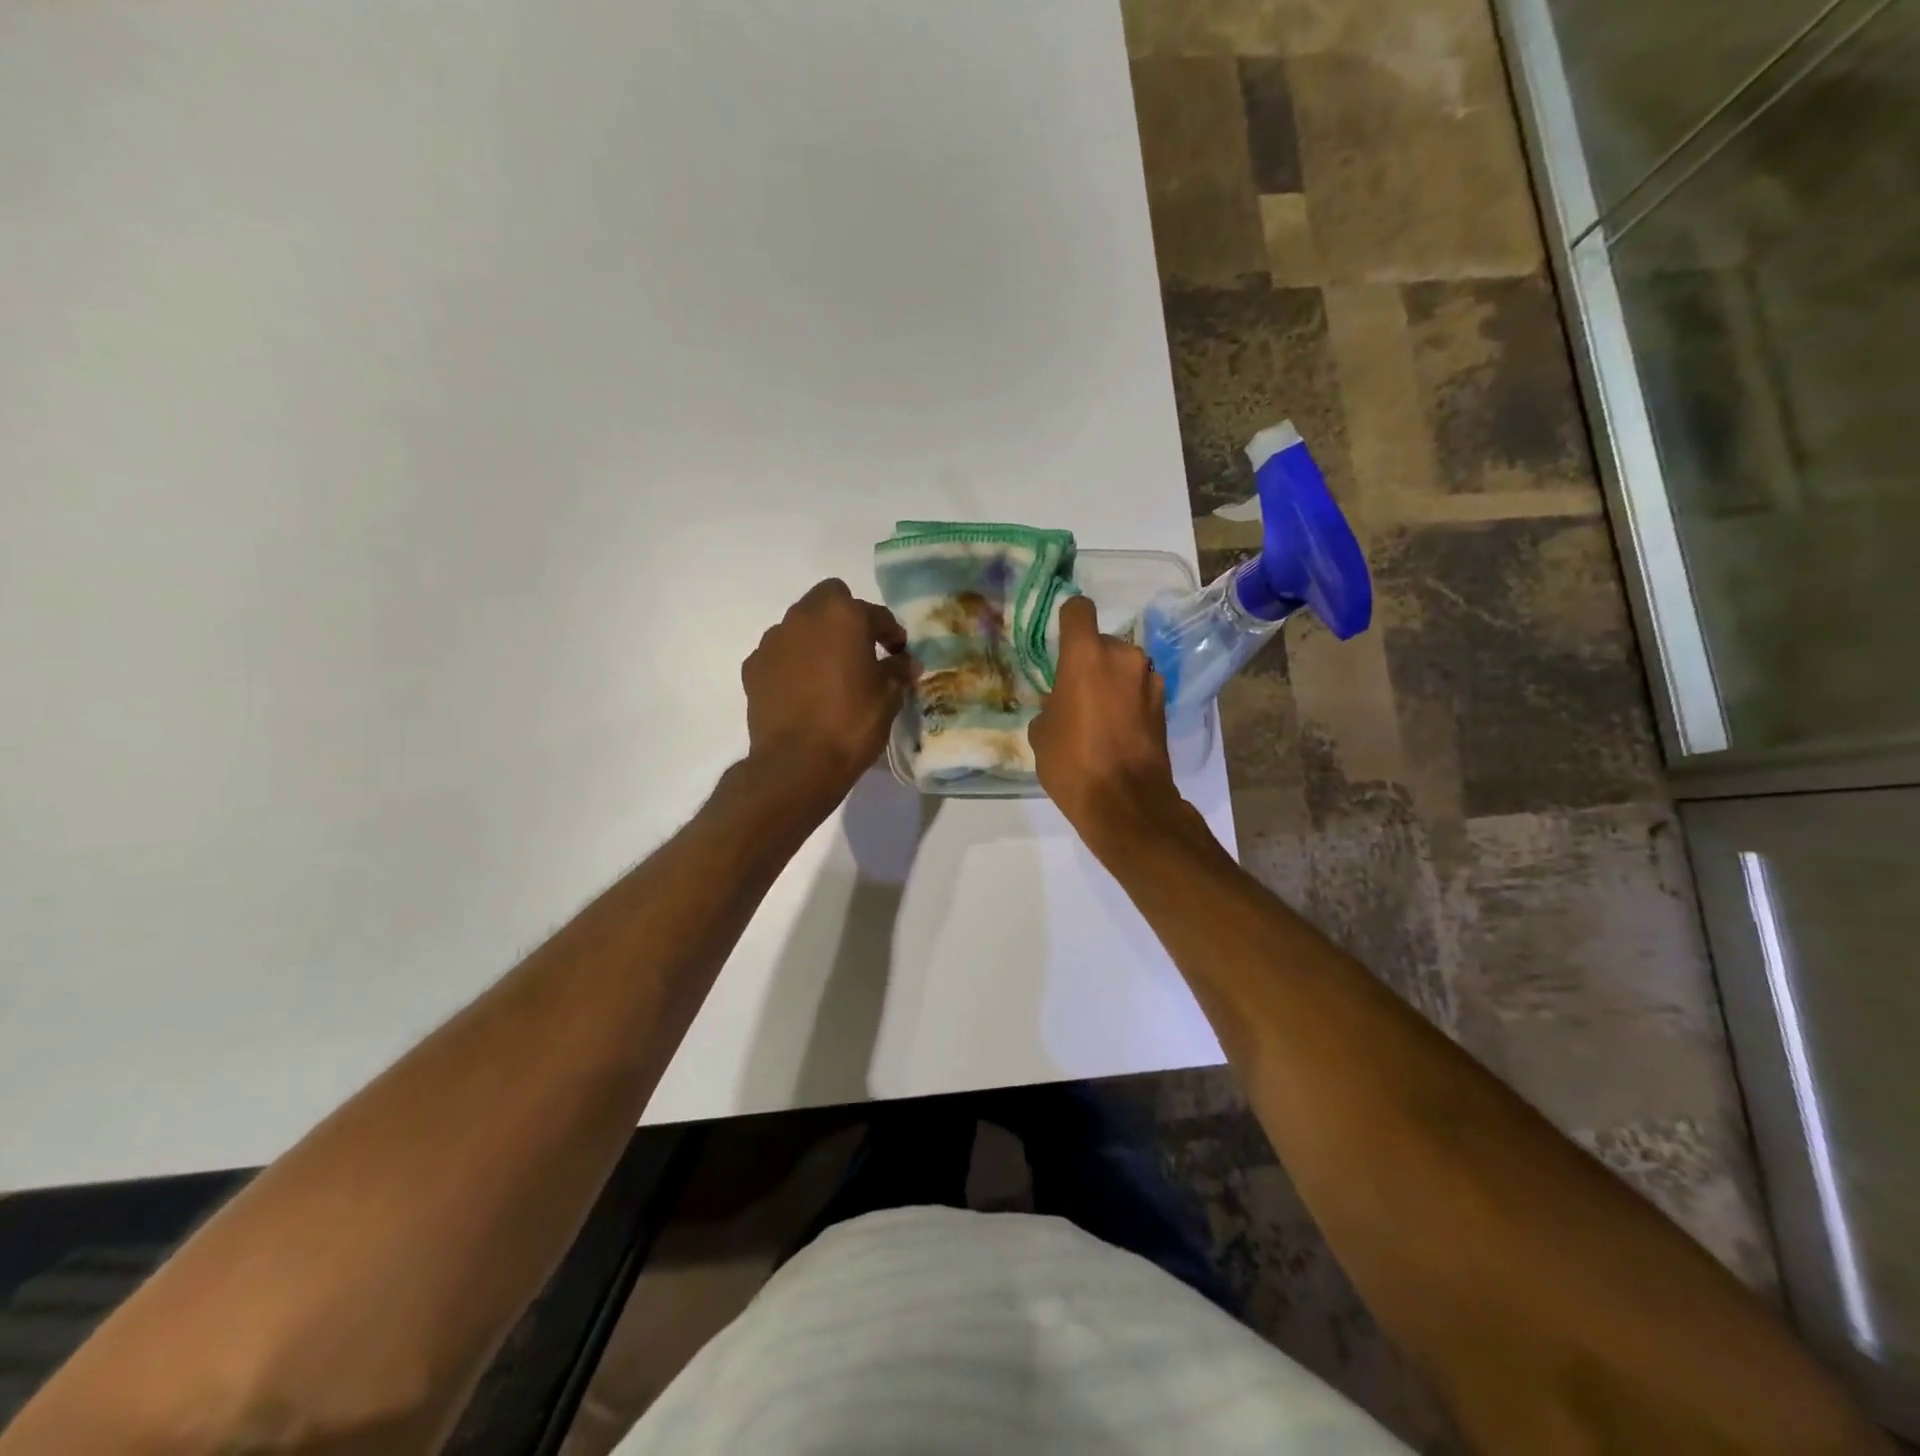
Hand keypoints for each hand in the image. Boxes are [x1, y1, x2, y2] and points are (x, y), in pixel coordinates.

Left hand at [742, 579, 911, 799]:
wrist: (797, 763)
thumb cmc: (851, 723)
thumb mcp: (888, 698)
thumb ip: (898, 671)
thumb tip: (906, 662)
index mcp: (843, 616)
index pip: (875, 613)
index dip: (891, 633)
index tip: (898, 653)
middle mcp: (804, 617)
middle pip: (829, 600)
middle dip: (847, 618)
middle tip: (861, 650)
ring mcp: (773, 641)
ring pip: (800, 625)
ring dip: (817, 639)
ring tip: (830, 672)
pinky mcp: (753, 667)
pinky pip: (780, 654)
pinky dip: (793, 663)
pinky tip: (803, 690)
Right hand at [1030, 595, 1183, 846]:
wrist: (1126, 802)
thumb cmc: (1073, 763)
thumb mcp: (1042, 734)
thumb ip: (1050, 706)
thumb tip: (1060, 704)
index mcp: (1086, 655)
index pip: (1078, 610)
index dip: (1068, 620)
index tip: (1060, 640)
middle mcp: (1124, 657)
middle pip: (1103, 643)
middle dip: (1090, 662)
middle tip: (1075, 694)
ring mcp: (1149, 680)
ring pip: (1124, 668)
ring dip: (1112, 682)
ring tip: (1098, 716)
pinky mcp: (1165, 705)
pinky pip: (1139, 691)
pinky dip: (1128, 701)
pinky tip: (1117, 730)